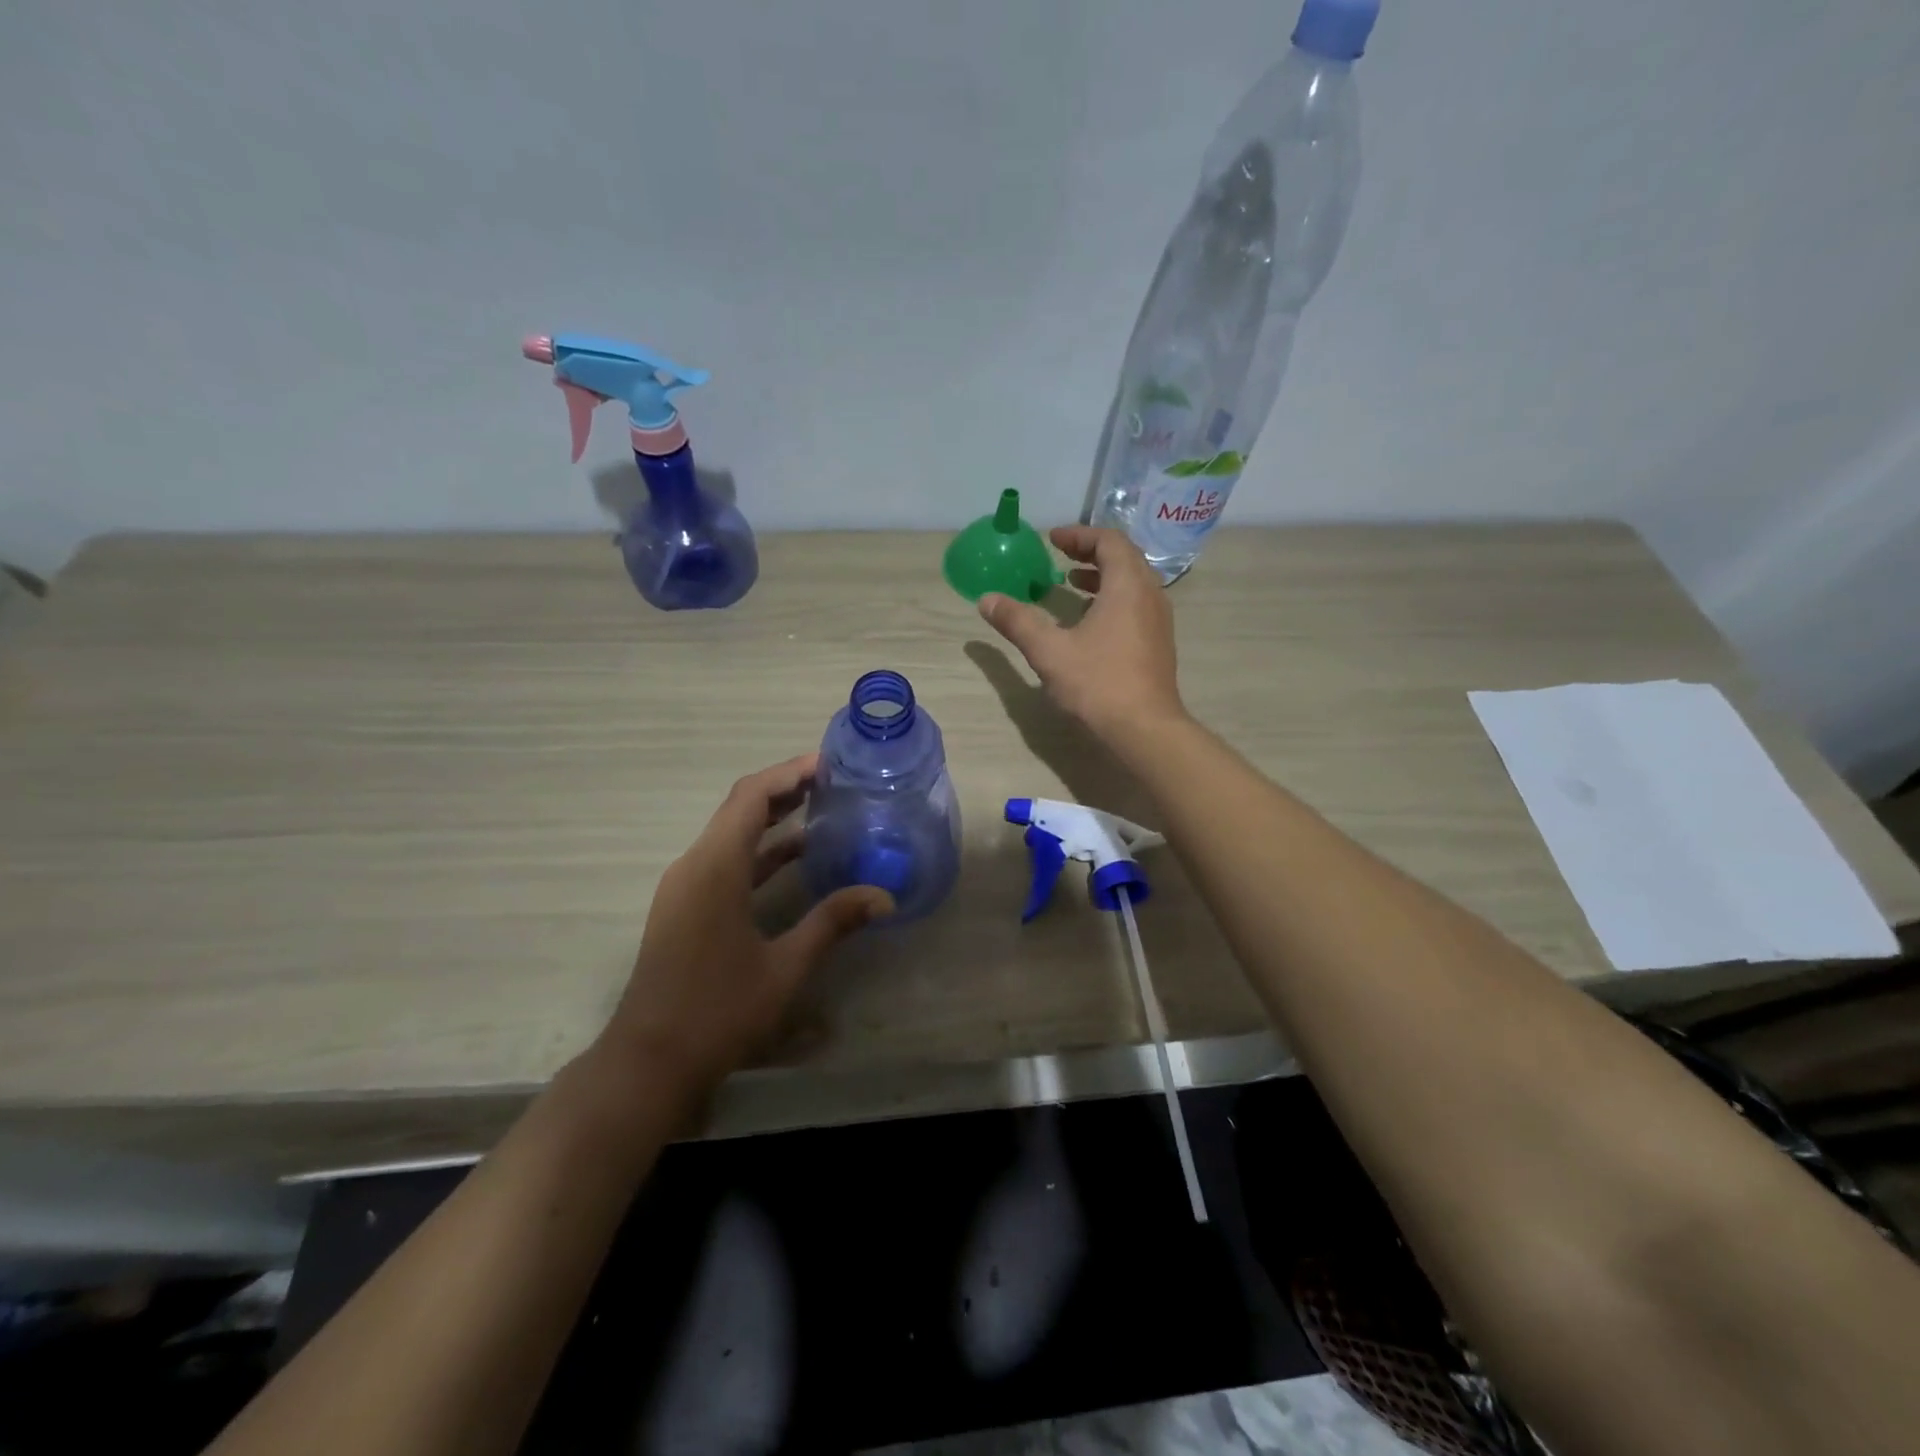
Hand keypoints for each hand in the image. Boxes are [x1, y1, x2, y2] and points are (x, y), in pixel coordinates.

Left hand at [596, 754, 891, 1097]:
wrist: (649, 1062)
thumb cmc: (718, 1011)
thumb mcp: (786, 966)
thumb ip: (833, 922)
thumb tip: (884, 896)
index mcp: (715, 867)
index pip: (751, 797)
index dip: (789, 773)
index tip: (828, 763)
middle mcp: (695, 865)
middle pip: (740, 808)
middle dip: (785, 789)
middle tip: (833, 780)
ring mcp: (685, 886)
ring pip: (732, 833)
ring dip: (773, 819)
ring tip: (821, 808)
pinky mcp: (685, 907)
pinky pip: (725, 860)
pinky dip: (760, 850)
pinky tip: (795, 859)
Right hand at [977, 525, 1185, 737]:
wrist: (1145, 729)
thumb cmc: (1097, 683)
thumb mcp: (1049, 651)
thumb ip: (1018, 621)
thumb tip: (987, 600)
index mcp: (1127, 586)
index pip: (1109, 541)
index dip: (1080, 535)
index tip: (1053, 539)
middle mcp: (1150, 595)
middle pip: (1124, 558)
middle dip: (1090, 552)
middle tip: (1060, 556)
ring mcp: (1159, 621)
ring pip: (1132, 583)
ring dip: (1102, 577)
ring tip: (1071, 584)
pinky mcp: (1158, 643)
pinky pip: (1136, 605)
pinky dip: (1112, 599)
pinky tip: (1089, 622)